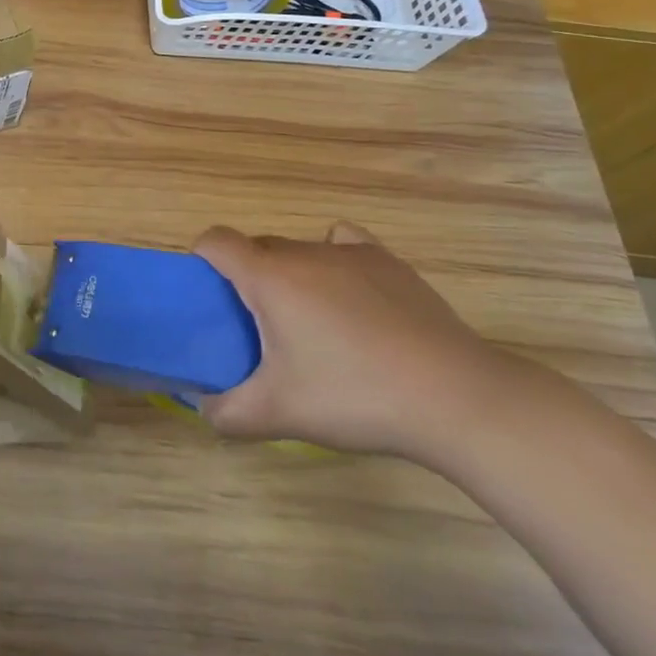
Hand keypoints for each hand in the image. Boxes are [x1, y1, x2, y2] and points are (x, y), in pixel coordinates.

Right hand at [195, 221, 512, 460]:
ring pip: (300, 249)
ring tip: (310, 322)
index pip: (216, 241)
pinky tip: (349, 295)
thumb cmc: (354, 396)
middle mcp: (304, 252)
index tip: (206, 294)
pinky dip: (333, 260)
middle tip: (258, 328)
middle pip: (257, 247)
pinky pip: (343, 244)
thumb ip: (226, 411)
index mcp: (269, 277)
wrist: (454, 397)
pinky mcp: (389, 263)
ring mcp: (351, 253)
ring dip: (289, 274)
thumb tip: (202, 407)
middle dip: (246, 277)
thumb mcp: (278, 414)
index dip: (201, 259)